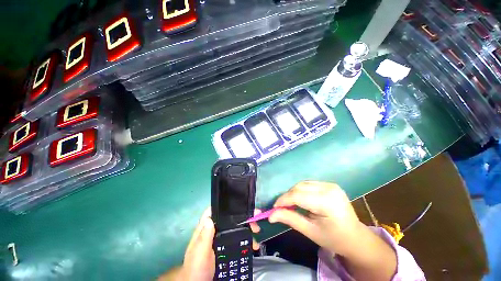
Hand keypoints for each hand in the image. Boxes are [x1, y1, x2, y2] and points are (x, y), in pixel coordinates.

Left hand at [160, 208, 260, 280]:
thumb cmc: (196, 268)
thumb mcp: (200, 253)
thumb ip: (204, 237)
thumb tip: (210, 218)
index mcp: (205, 229)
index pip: (214, 211)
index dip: (225, 206)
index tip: (240, 204)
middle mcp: (213, 231)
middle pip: (228, 218)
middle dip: (242, 217)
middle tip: (254, 220)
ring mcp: (220, 239)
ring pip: (235, 228)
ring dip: (246, 227)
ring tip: (257, 231)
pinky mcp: (225, 247)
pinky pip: (237, 238)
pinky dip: (245, 238)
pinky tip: (253, 243)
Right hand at [269, 181, 361, 255]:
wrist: (355, 238)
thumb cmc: (333, 239)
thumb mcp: (310, 231)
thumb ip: (290, 219)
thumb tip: (271, 215)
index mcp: (327, 202)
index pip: (298, 195)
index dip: (283, 200)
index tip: (274, 208)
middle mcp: (329, 188)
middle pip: (299, 187)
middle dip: (288, 196)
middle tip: (281, 207)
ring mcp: (331, 184)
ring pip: (303, 184)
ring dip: (293, 193)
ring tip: (290, 204)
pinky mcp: (330, 184)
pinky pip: (309, 184)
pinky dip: (301, 190)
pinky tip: (300, 199)